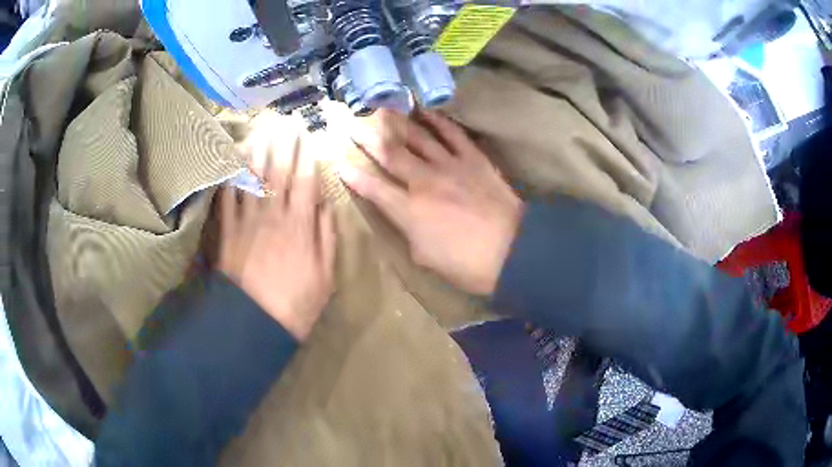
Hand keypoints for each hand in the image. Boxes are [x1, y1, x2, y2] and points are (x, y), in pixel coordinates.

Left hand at [218, 135, 334, 340]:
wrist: (255, 322)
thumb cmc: (297, 302)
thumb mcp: (325, 275)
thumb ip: (326, 237)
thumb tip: (325, 205)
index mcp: (301, 225)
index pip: (305, 181)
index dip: (306, 155)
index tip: (307, 135)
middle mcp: (274, 214)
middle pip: (279, 172)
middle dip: (283, 144)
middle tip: (285, 121)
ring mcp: (248, 220)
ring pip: (253, 178)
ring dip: (258, 151)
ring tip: (261, 129)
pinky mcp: (228, 230)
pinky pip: (229, 198)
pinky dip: (231, 177)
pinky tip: (232, 161)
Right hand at [337, 110, 522, 295]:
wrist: (513, 251)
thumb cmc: (467, 264)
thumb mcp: (426, 257)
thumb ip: (409, 232)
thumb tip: (404, 216)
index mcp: (409, 210)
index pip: (373, 187)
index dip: (353, 175)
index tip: (339, 162)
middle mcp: (423, 181)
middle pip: (389, 153)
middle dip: (366, 138)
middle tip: (351, 124)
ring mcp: (449, 165)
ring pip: (416, 137)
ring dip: (396, 121)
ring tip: (380, 108)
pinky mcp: (472, 158)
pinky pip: (451, 133)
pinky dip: (437, 119)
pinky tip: (423, 109)